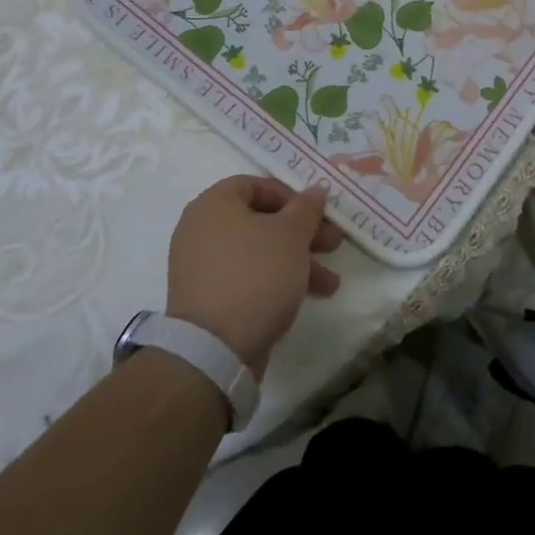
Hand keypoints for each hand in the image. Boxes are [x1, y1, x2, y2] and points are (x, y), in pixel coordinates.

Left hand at [166, 176, 342, 378]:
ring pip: (258, 253)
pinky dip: (276, 281)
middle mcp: (202, 230)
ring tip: (330, 282)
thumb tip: (316, 190)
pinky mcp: (209, 300)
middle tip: (333, 243)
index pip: (255, 185)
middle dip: (302, 233)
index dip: (290, 195)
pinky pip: (248, 278)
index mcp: (214, 205)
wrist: (215, 349)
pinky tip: (309, 296)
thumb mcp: (291, 235)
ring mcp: (203, 268)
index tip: (315, 213)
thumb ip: (307, 208)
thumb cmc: (256, 275)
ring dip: (297, 261)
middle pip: (260, 221)